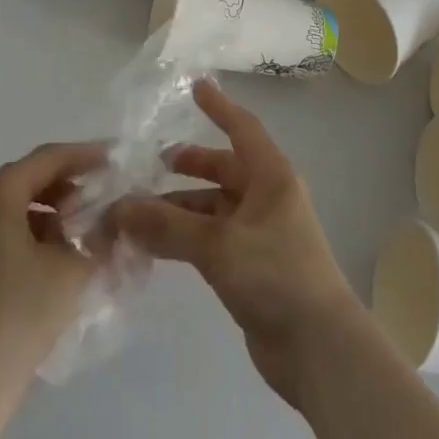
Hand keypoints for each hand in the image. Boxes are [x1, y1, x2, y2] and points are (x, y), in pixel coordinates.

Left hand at [0, 140, 105, 428]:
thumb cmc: (19, 311)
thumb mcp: (73, 269)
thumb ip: (99, 239)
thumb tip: (113, 226)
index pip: (48, 158)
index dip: (84, 154)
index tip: (114, 158)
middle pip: (28, 180)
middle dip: (67, 184)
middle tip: (102, 194)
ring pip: (16, 211)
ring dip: (52, 213)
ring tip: (85, 231)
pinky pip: (6, 238)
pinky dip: (35, 238)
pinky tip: (59, 263)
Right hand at [110, 80, 363, 407]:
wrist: (320, 351)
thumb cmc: (276, 277)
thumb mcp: (218, 245)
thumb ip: (167, 226)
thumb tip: (119, 207)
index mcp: (272, 177)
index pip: (242, 128)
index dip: (219, 107)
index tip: (195, 87)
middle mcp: (267, 198)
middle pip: (223, 169)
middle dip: (188, 165)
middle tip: (149, 163)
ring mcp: (260, 235)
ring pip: (212, 208)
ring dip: (179, 208)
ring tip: (137, 211)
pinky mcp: (251, 267)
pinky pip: (211, 239)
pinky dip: (185, 237)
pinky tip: (154, 245)